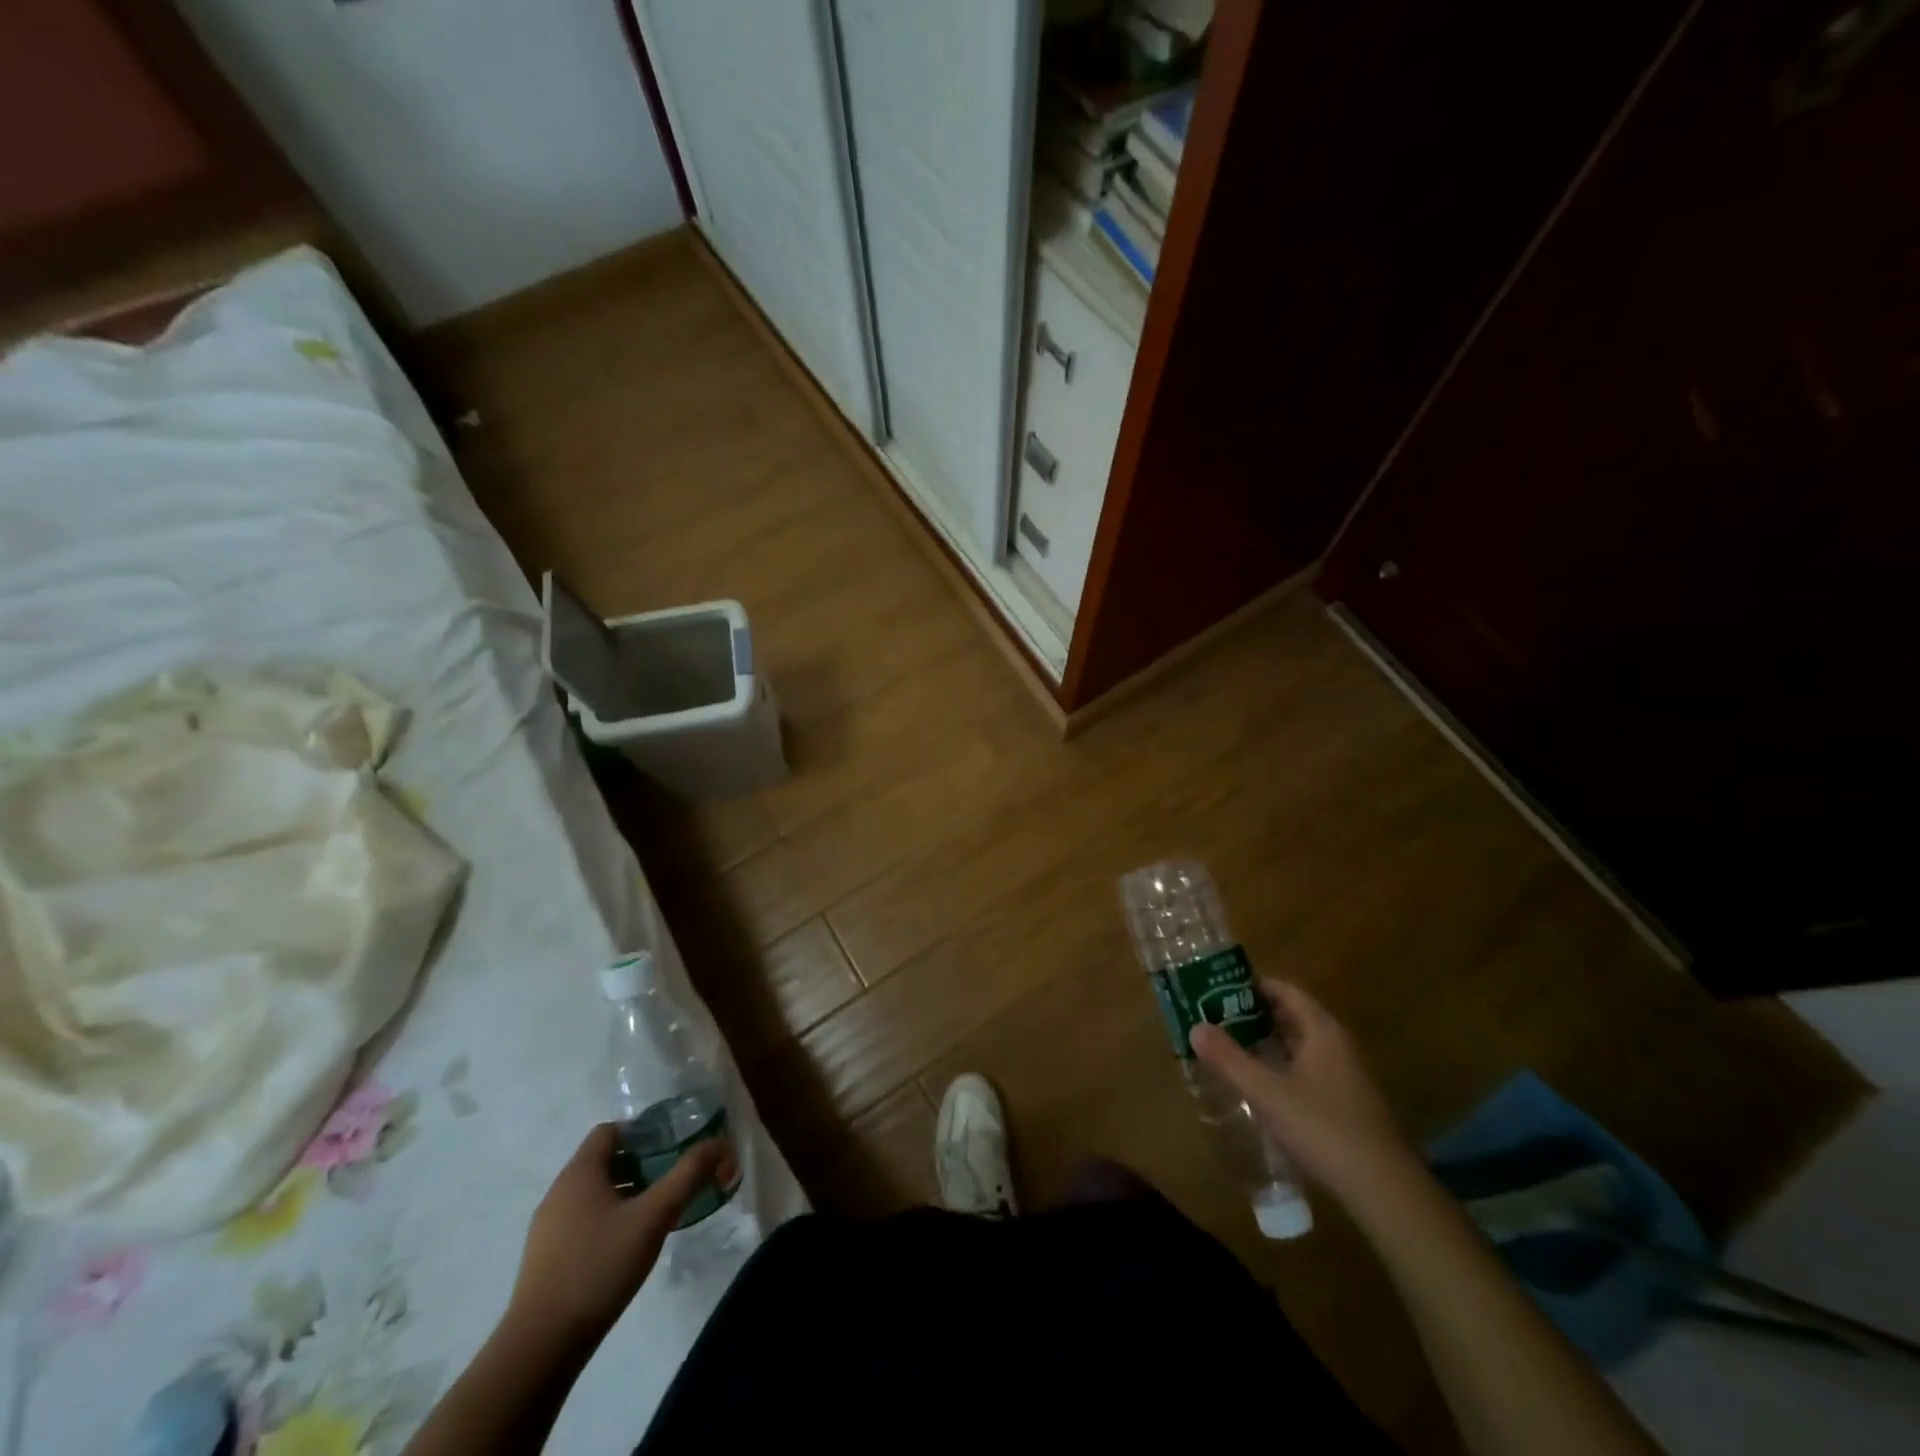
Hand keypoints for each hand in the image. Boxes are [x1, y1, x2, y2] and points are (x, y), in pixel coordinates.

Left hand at [506, 1124, 731, 1347]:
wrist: (540, 1348)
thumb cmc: (599, 1268)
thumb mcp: (653, 1217)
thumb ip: (688, 1175)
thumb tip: (719, 1142)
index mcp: (580, 1172)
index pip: (611, 1130)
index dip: (643, 1132)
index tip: (671, 1148)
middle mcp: (559, 1191)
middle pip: (604, 1160)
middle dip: (640, 1164)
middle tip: (671, 1179)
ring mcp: (547, 1227)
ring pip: (593, 1192)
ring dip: (625, 1193)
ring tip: (655, 1212)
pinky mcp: (545, 1258)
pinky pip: (581, 1220)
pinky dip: (607, 1219)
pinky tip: (626, 1246)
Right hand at [1190, 979, 1419, 1207]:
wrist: (1384, 1189)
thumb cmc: (1322, 1126)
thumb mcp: (1266, 1091)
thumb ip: (1229, 1058)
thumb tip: (1195, 1027)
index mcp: (1322, 1031)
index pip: (1287, 991)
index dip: (1254, 986)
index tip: (1221, 988)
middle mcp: (1338, 1045)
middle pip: (1294, 1016)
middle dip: (1257, 1014)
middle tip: (1219, 1016)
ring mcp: (1347, 1075)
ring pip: (1302, 1045)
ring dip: (1269, 1041)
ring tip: (1233, 1046)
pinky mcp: (1349, 1103)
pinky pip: (1310, 1069)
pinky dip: (1284, 1065)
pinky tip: (1263, 1084)